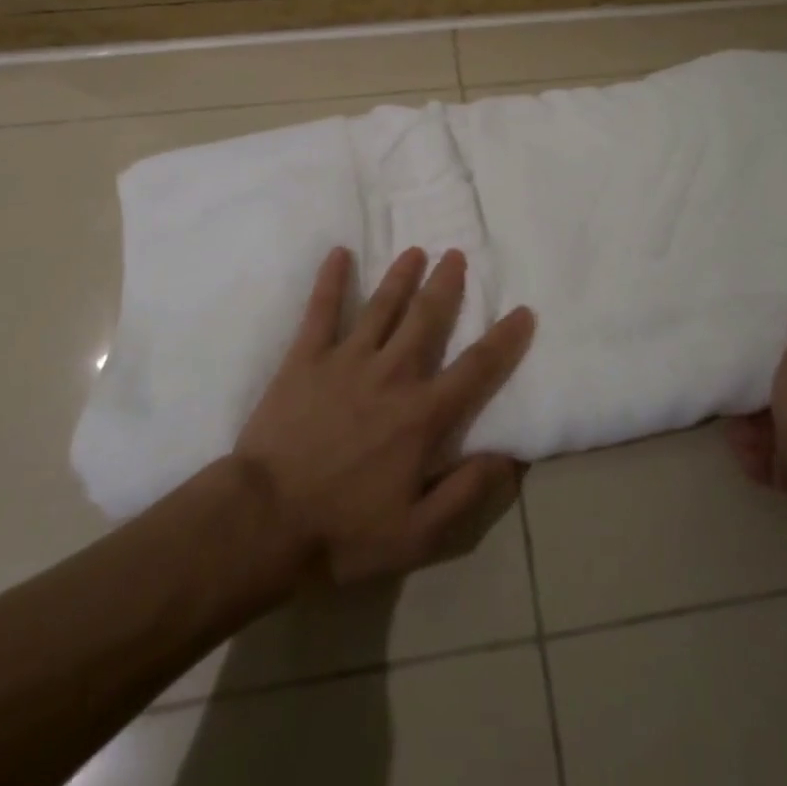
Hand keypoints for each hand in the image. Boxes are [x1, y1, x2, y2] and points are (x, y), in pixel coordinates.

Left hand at [233, 246, 534, 584]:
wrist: (264, 523)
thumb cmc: (343, 531)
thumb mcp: (417, 534)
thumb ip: (466, 492)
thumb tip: (512, 457)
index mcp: (422, 415)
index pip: (476, 369)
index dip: (504, 339)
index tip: (523, 311)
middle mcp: (392, 375)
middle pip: (427, 319)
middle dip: (446, 285)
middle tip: (457, 255)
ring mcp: (347, 360)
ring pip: (381, 306)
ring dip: (400, 276)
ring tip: (415, 251)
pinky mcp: (306, 358)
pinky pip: (321, 310)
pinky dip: (330, 281)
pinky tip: (338, 253)